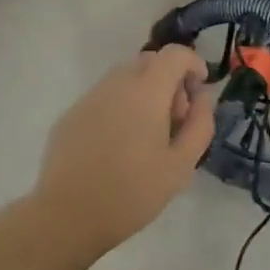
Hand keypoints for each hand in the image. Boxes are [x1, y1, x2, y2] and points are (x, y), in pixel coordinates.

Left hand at [32, 45, 216, 254]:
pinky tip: (118, 147)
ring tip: (147, 137)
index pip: (174, 54)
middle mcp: (116, 84)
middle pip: (149, 61)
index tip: (198, 92)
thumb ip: (199, 124)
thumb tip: (201, 97)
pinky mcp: (70, 115)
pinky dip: (120, 107)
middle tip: (174, 120)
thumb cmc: (133, 192)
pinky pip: (104, 98)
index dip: (193, 64)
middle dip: (169, 80)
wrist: (68, 216)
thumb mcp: (182, 165)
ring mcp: (89, 98)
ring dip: (144, 93)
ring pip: (124, 78)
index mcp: (146, 91)